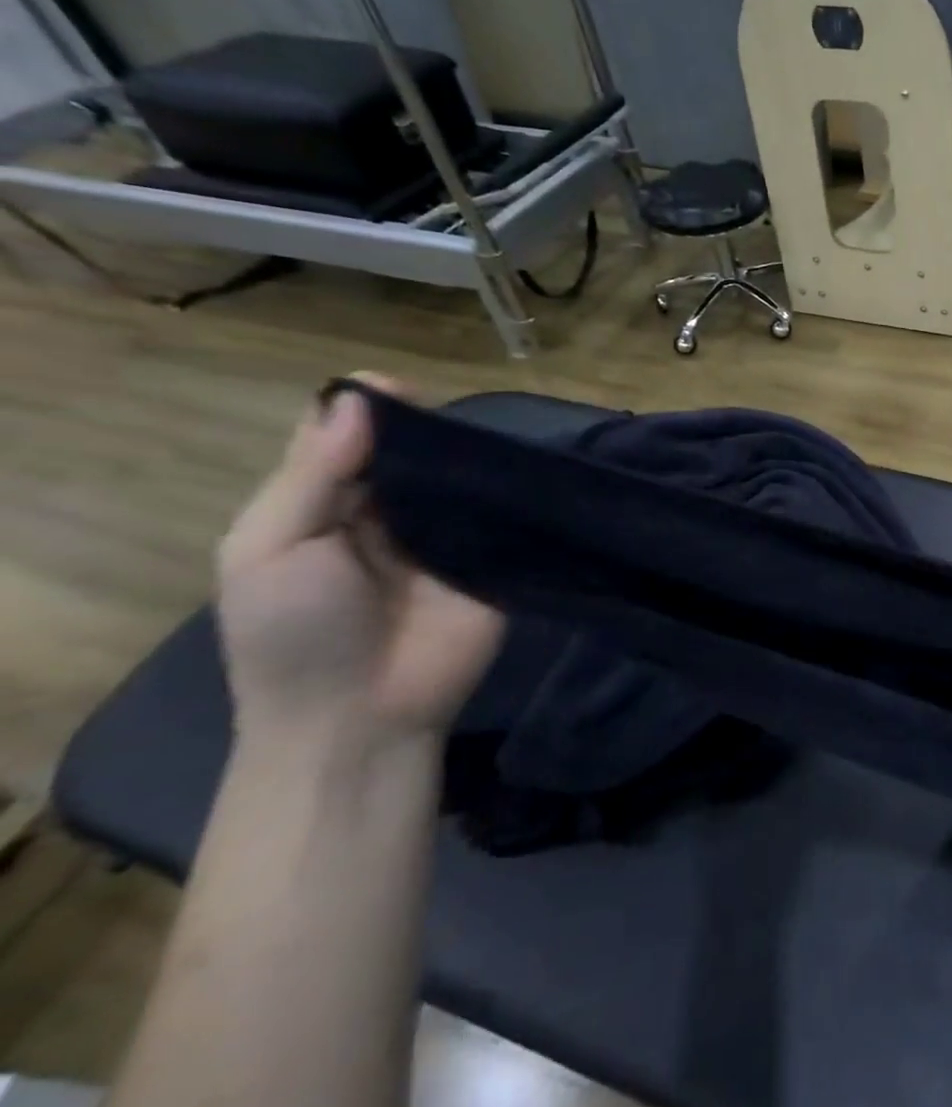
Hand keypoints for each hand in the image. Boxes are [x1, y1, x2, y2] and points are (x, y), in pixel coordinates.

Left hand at [215, 376, 503, 749]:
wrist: (361, 716)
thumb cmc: (294, 634)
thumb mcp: (270, 549)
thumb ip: (313, 475)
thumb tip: (357, 398)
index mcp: (325, 506)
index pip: (345, 438)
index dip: (365, 408)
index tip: (396, 390)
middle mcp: (389, 513)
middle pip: (411, 452)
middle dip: (427, 428)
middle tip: (451, 415)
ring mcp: (448, 536)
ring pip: (461, 478)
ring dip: (473, 456)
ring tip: (491, 439)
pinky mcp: (496, 560)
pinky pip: (506, 517)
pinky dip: (514, 493)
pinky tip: (526, 470)